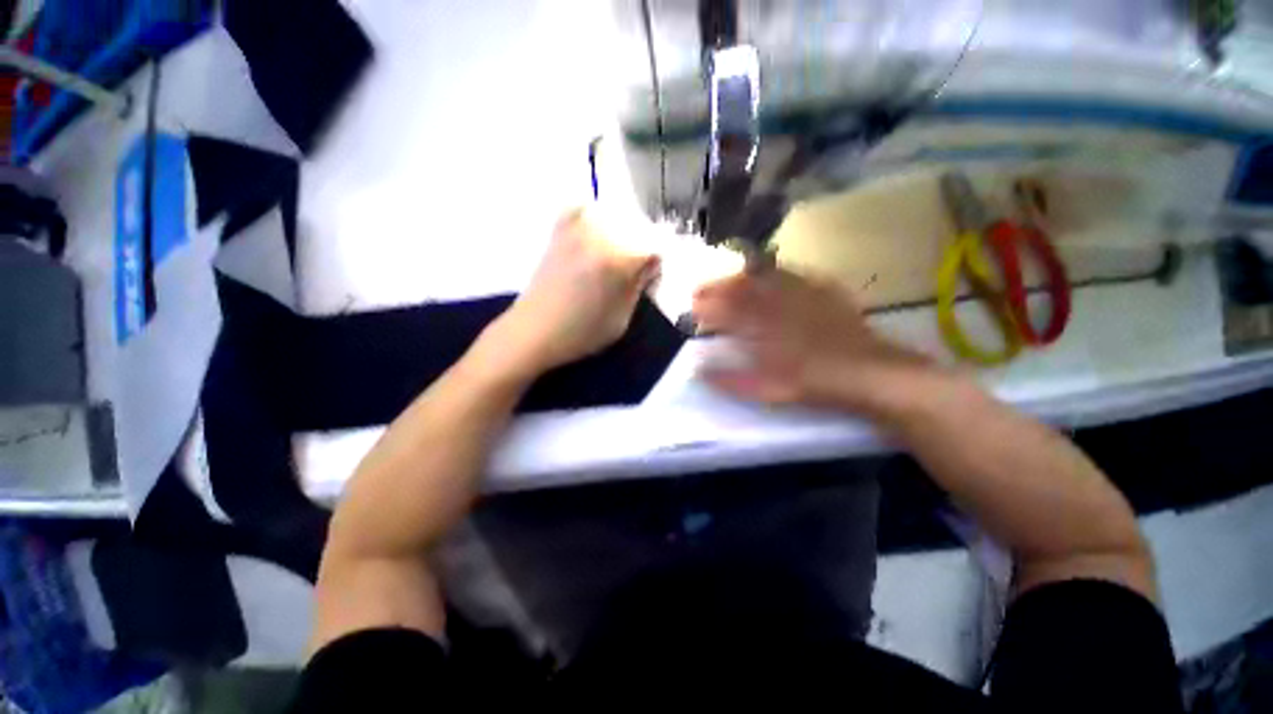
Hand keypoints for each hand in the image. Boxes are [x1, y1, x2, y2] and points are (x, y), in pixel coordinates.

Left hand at [486, 209, 659, 375]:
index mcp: (622, 259)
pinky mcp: (558, 232)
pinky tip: (593, 232)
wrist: (533, 331)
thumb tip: (649, 267)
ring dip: (621, 231)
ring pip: (613, 215)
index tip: (651, 279)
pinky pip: (580, 209)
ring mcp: (577, 229)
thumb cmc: (581, 333)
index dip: (657, 264)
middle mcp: (602, 235)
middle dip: (642, 247)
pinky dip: (590, 215)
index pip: (656, 248)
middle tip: (636, 270)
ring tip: (616, 255)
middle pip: (637, 228)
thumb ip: (639, 289)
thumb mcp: (622, 320)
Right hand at [692, 268, 928, 409]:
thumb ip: (730, 380)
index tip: (691, 306)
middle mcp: (780, 305)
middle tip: (702, 290)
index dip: (706, 306)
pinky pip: (794, 274)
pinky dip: (774, 272)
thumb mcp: (769, 390)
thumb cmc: (817, 385)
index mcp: (765, 328)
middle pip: (742, 288)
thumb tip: (699, 371)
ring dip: (742, 277)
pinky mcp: (824, 292)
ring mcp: (803, 295)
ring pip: (765, 277)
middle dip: (718, 287)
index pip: (727, 311)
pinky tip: (769, 274)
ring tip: (727, 279)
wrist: (874, 375)